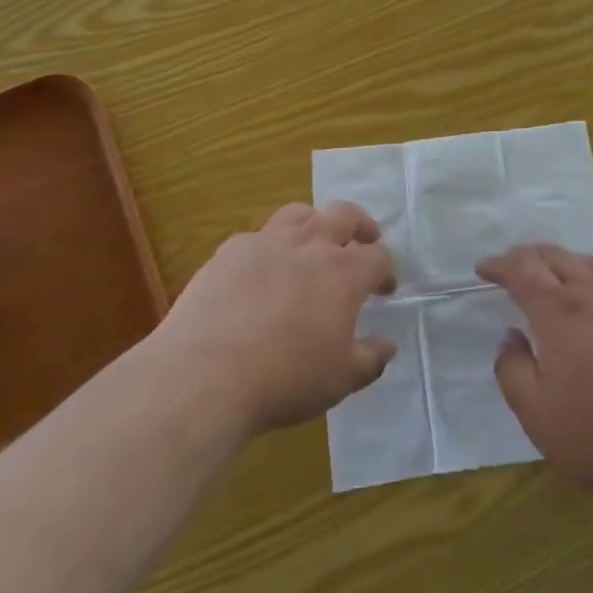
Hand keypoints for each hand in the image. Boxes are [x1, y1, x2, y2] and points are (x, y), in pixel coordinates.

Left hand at [156, 202, 395, 436]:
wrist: (205, 375)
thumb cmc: (285, 378)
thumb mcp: (340, 380)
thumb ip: (370, 359)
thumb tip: (388, 346)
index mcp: (344, 273)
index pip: (378, 257)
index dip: (386, 271)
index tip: (384, 290)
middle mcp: (310, 245)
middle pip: (344, 215)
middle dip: (360, 225)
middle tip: (364, 239)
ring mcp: (267, 242)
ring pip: (299, 213)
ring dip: (315, 222)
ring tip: (313, 242)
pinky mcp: (229, 251)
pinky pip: (257, 237)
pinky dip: (269, 247)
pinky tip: (261, 273)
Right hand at [484, 244, 592, 518]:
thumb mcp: (537, 415)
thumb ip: (512, 370)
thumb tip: (510, 338)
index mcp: (560, 314)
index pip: (523, 272)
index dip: (499, 265)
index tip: (482, 268)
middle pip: (556, 257)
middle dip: (527, 255)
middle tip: (509, 264)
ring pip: (589, 264)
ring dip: (561, 258)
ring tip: (548, 267)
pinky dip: (590, 274)